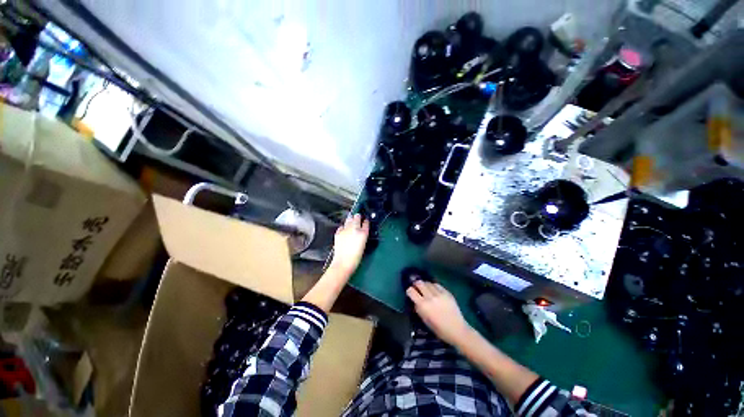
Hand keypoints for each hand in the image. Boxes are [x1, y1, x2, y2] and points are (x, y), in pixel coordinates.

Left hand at [329, 214, 368, 276]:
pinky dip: (344, 227)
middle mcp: (354, 229)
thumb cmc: (356, 257)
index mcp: (363, 233)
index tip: (365, 221)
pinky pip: (342, 226)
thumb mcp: (363, 245)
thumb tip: (361, 231)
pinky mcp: (338, 233)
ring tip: (351, 220)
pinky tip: (344, 229)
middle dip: (358, 217)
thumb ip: (362, 236)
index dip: (365, 221)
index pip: (366, 223)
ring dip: (351, 219)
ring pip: (349, 219)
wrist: (343, 262)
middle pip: (357, 217)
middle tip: (358, 217)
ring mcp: (345, 230)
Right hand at [406, 281, 471, 345]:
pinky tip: (434, 290)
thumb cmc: (439, 329)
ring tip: (426, 289)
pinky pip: (437, 285)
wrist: (457, 330)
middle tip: (417, 288)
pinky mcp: (447, 292)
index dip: (409, 291)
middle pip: (419, 283)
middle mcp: (430, 297)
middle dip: (416, 284)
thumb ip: (418, 309)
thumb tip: (415, 300)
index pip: (411, 291)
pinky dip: (434, 286)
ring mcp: (439, 294)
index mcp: (423, 305)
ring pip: (428, 282)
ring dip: (425, 285)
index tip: (410, 293)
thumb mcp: (425, 320)